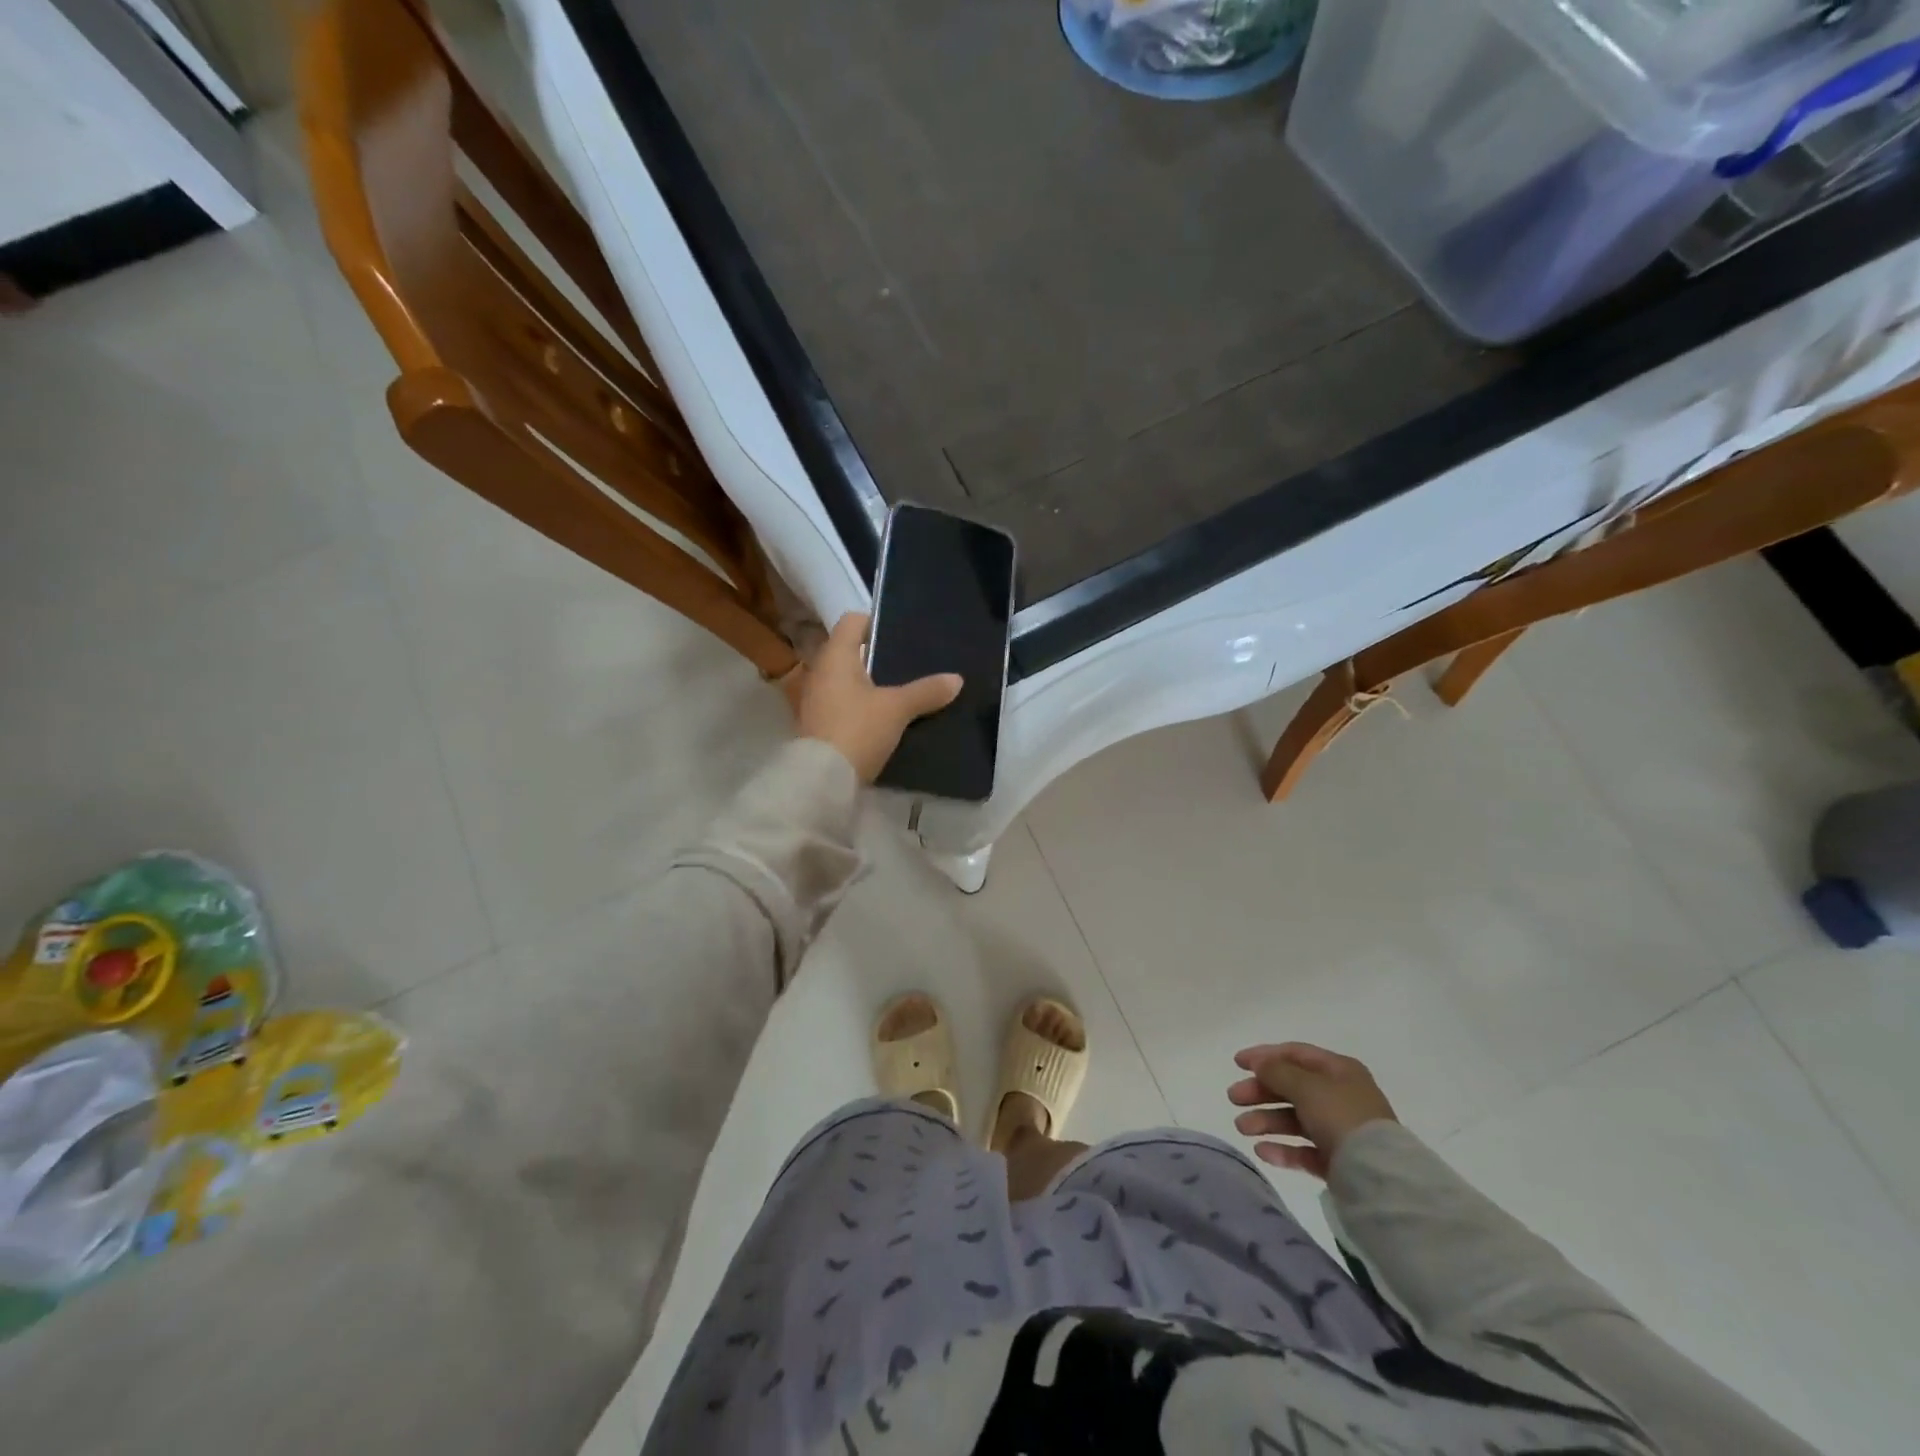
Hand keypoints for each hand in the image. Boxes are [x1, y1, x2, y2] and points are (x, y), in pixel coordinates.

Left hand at [797, 613, 962, 782]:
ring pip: (848, 681)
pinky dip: (863, 706)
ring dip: (871, 685)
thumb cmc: (857, 729)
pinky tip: (886, 718)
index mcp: (835, 656)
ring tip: (903, 691)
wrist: (823, 780)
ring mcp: (816, 700)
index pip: (852, 621)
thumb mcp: (897, 709)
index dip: (875, 622)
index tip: (901, 634)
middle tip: (910, 663)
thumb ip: (926, 691)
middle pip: (851, 652)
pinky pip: (845, 704)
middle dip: (879, 657)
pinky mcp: (819, 725)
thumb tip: (956, 679)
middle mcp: (820, 672)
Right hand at [1227, 1042, 1396, 1180]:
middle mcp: (1340, 1096)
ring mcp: (1339, 1130)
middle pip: (1291, 1087)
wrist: (1380, 1178)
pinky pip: (1304, 1149)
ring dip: (1265, 1120)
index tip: (1236, 1063)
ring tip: (1242, 1129)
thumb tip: (1259, 1063)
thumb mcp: (1306, 1086)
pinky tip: (1262, 1151)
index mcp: (1339, 1071)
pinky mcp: (1338, 1161)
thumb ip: (1277, 1071)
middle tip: (1233, 1098)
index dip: (1265, 1056)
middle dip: (1260, 1092)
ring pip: (1294, 1119)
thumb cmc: (1342, 1117)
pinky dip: (1282, 1148)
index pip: (1295, 1054)